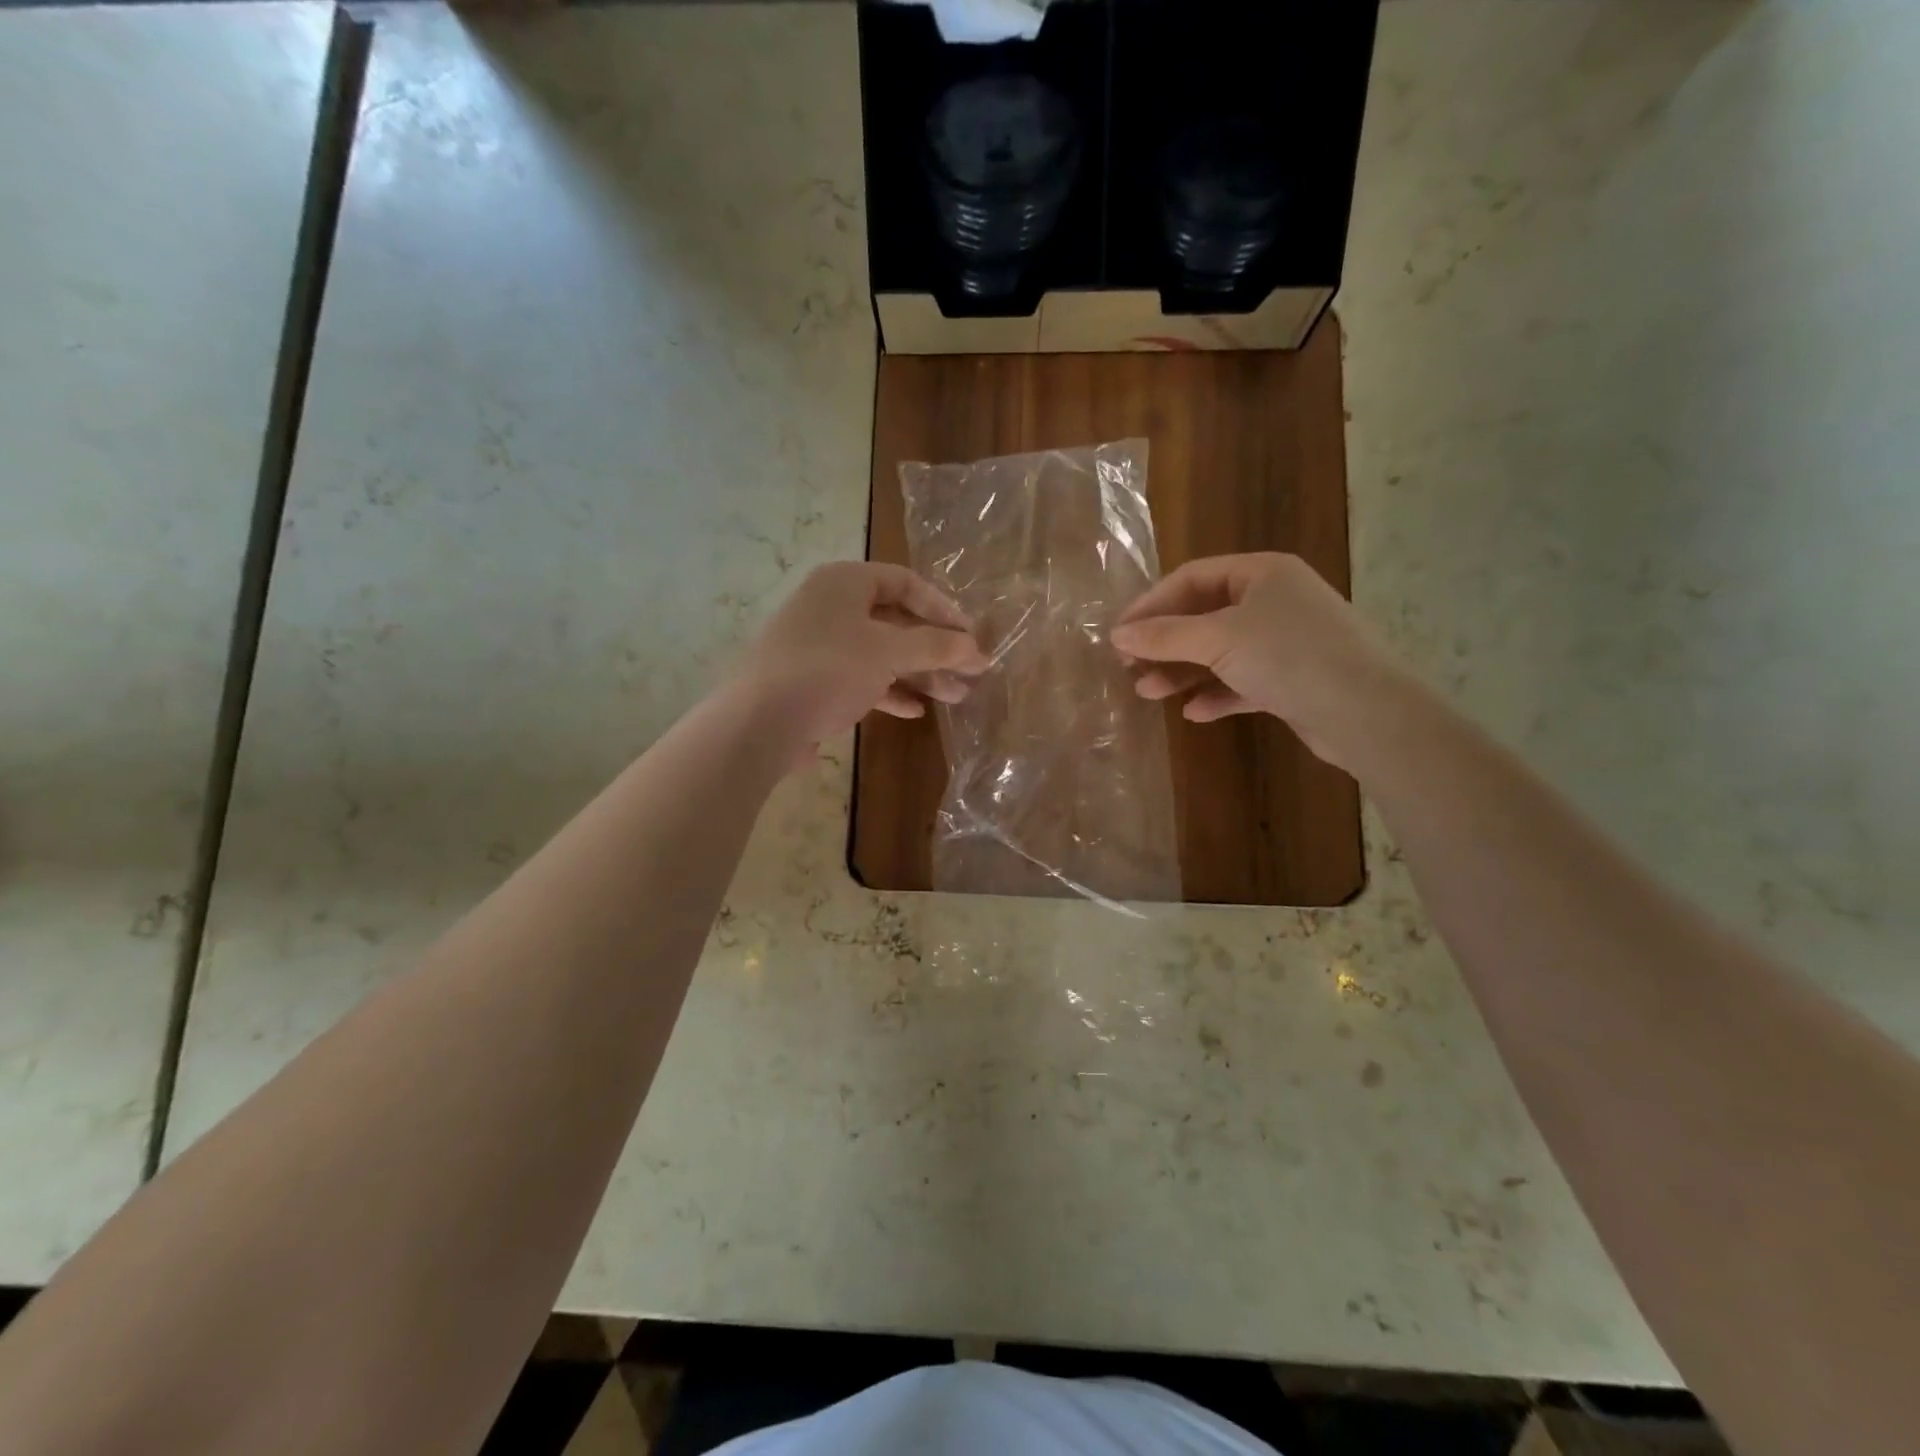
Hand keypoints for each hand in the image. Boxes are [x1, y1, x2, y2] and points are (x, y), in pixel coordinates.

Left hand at [736, 562, 987, 760]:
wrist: (760, 722)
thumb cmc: (829, 669)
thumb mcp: (889, 652)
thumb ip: (936, 647)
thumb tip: (977, 649)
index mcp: (844, 582)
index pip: (906, 583)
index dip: (943, 608)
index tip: (969, 636)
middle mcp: (830, 606)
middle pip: (896, 621)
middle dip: (936, 649)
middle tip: (970, 673)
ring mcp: (819, 644)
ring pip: (881, 653)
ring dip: (919, 673)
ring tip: (955, 697)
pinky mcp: (813, 680)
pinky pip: (860, 678)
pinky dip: (889, 691)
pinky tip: (915, 711)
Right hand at [1110, 552, 1408, 769]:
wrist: (1366, 712)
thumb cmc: (1289, 656)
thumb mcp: (1218, 639)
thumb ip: (1164, 635)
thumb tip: (1117, 633)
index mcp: (1262, 573)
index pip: (1191, 578)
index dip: (1150, 604)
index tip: (1119, 634)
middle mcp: (1275, 600)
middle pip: (1204, 615)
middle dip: (1164, 642)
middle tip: (1128, 665)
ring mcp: (1286, 641)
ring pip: (1221, 651)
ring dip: (1183, 671)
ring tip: (1148, 693)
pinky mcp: (1294, 680)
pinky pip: (1243, 681)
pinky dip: (1217, 694)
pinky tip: (1194, 712)